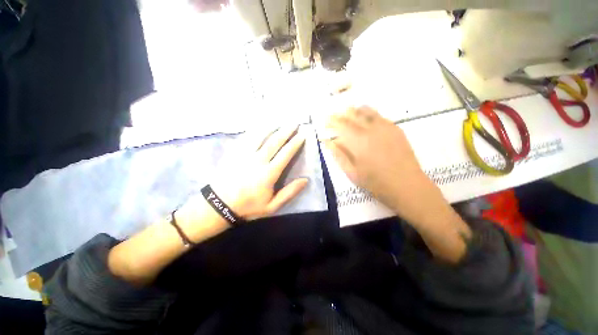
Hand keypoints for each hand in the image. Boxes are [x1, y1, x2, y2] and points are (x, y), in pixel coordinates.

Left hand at [211, 125, 309, 220]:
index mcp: (269, 173)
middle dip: (286, 131)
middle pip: (274, 141)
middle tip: (294, 123)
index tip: (302, 135)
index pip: (285, 153)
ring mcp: (244, 154)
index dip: (295, 143)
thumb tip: (305, 180)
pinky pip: (246, 137)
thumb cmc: (248, 206)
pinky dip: (255, 130)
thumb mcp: (272, 206)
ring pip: (260, 135)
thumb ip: (289, 192)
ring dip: (272, 127)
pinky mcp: (234, 152)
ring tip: (279, 121)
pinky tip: (260, 126)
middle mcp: (258, 160)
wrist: (219, 205)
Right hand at [325, 106, 428, 212]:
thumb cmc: (375, 182)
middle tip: (334, 115)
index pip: (341, 125)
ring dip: (354, 110)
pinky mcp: (396, 129)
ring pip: (367, 111)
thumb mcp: (351, 172)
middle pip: (353, 115)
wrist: (407, 185)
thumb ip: (338, 155)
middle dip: (341, 114)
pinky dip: (369, 113)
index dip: (332, 121)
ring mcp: (385, 128)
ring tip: (347, 111)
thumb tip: (327, 141)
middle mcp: (371, 130)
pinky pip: (379, 116)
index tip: (326, 121)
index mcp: (358, 142)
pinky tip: (366, 116)